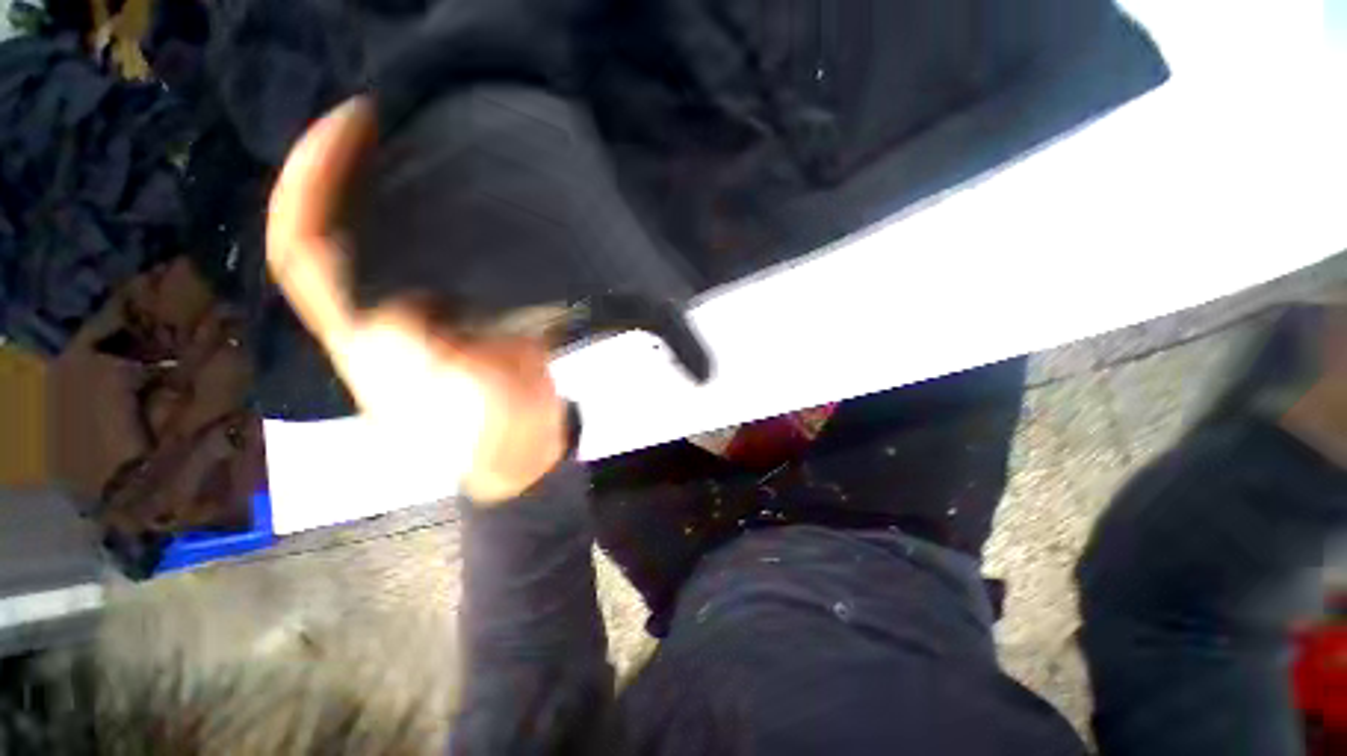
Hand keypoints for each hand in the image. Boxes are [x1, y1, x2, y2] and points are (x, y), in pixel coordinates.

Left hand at [266, 99, 568, 504]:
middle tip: (388, 116)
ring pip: (398, 236)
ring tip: (427, 139)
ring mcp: (432, 305)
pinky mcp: (473, 309)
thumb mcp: (447, 400)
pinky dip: (456, 220)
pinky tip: (476, 195)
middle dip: (351, 168)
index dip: (311, 184)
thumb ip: (413, 354)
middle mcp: (387, 306)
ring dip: (401, 185)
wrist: (524, 445)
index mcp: (364, 332)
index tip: (348, 128)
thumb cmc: (481, 434)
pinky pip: (454, 254)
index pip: (306, 248)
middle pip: (346, 227)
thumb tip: (394, 304)